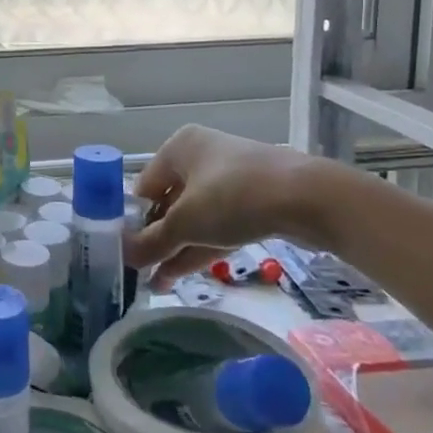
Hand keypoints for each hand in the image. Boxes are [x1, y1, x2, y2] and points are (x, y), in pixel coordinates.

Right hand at [124, 125, 338, 288]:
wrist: (309, 199)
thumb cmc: (234, 196)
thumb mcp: (186, 223)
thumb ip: (152, 242)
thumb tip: (122, 256)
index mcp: (179, 147)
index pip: (144, 186)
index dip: (133, 220)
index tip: (127, 253)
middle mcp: (201, 156)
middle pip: (169, 202)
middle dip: (156, 240)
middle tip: (140, 273)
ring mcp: (230, 179)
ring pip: (195, 218)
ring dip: (176, 250)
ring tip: (155, 285)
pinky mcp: (254, 202)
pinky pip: (218, 225)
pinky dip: (201, 247)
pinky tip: (179, 275)